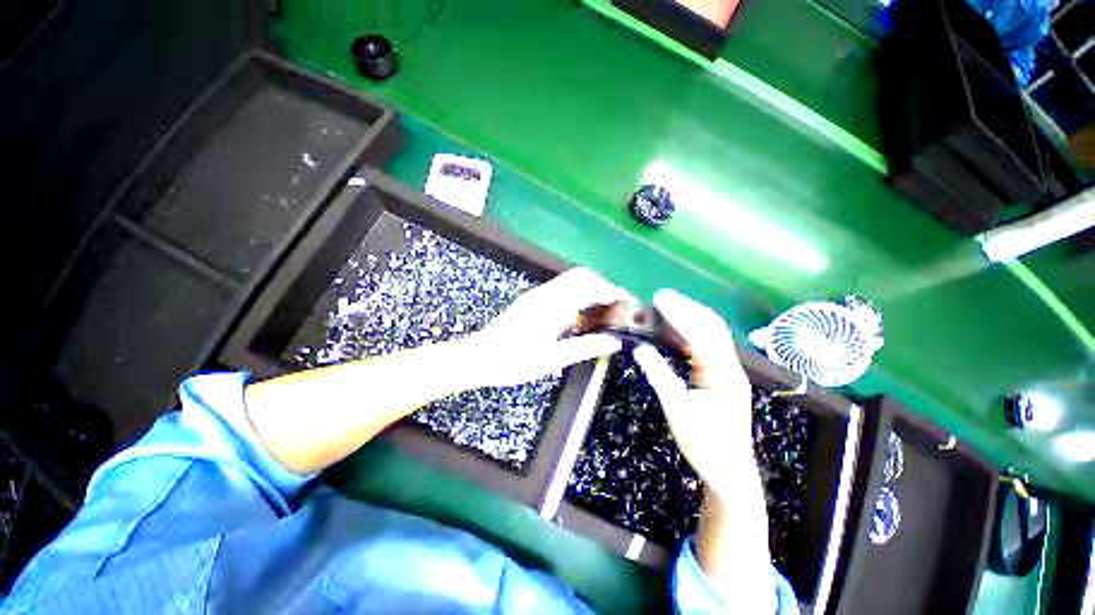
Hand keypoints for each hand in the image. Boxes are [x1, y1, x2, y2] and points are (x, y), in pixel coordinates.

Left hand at [469, 268, 634, 387]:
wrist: (478, 358)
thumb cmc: (513, 361)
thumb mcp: (552, 359)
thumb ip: (585, 347)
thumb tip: (614, 342)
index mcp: (552, 304)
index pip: (590, 286)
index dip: (612, 291)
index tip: (628, 304)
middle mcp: (546, 293)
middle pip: (581, 276)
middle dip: (603, 287)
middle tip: (617, 309)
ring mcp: (537, 295)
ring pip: (571, 281)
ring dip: (590, 291)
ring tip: (603, 313)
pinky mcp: (532, 301)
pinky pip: (561, 290)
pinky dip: (577, 297)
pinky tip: (580, 318)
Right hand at [632, 289, 754, 495]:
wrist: (730, 472)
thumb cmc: (703, 444)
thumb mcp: (675, 409)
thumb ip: (658, 375)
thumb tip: (639, 349)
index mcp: (722, 374)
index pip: (701, 334)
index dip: (679, 313)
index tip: (659, 298)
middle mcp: (731, 367)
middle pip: (712, 327)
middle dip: (688, 307)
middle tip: (662, 295)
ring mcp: (730, 372)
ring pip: (712, 335)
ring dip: (691, 317)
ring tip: (668, 305)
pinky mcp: (724, 377)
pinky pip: (708, 347)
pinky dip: (692, 333)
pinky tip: (676, 330)